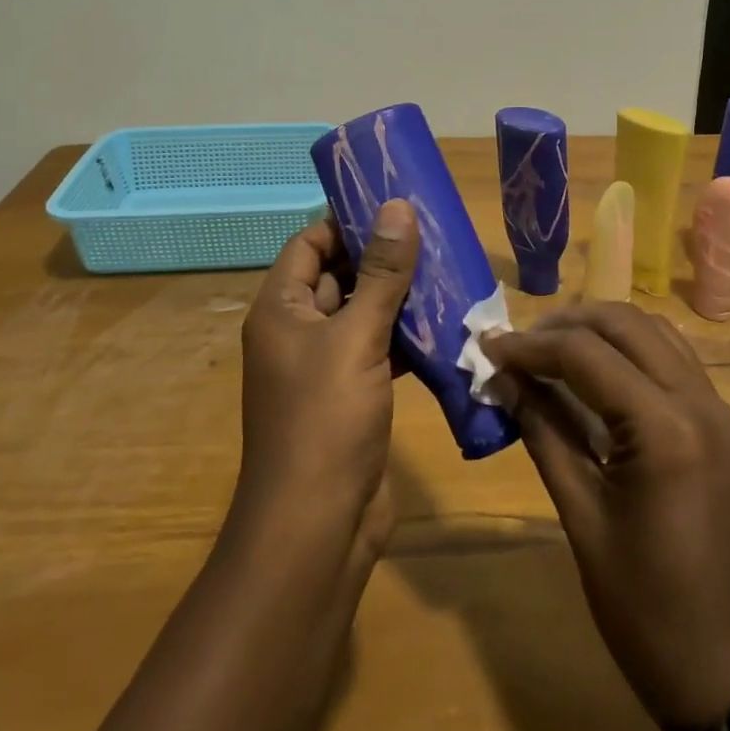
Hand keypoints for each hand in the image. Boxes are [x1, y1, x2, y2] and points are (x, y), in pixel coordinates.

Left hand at [236, 201, 417, 549]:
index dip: (347, 221)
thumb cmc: (325, 420)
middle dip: (382, 256)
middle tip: (434, 233)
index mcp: (280, 309)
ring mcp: (323, 366)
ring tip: (449, 270)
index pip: (309, 243)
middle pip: (338, 275)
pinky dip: (405, 337)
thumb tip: (397, 206)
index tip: (395, 204)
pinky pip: (377, 350)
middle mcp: (296, 332)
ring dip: (399, 296)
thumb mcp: (356, 336)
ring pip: (363, 314)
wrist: (317, 526)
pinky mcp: (351, 395)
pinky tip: (445, 324)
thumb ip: (381, 273)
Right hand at [483, 303, 729, 728]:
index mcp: (666, 430)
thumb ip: (543, 432)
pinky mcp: (726, 426)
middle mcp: (702, 403)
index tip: (487, 348)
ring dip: (601, 331)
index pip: (586, 354)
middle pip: (626, 325)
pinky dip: (632, 353)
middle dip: (566, 325)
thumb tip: (504, 379)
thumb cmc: (643, 608)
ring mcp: (722, 411)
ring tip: (551, 352)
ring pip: (655, 333)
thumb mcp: (581, 517)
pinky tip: (596, 375)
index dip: (530, 346)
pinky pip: (674, 363)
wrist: (728, 673)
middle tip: (518, 347)